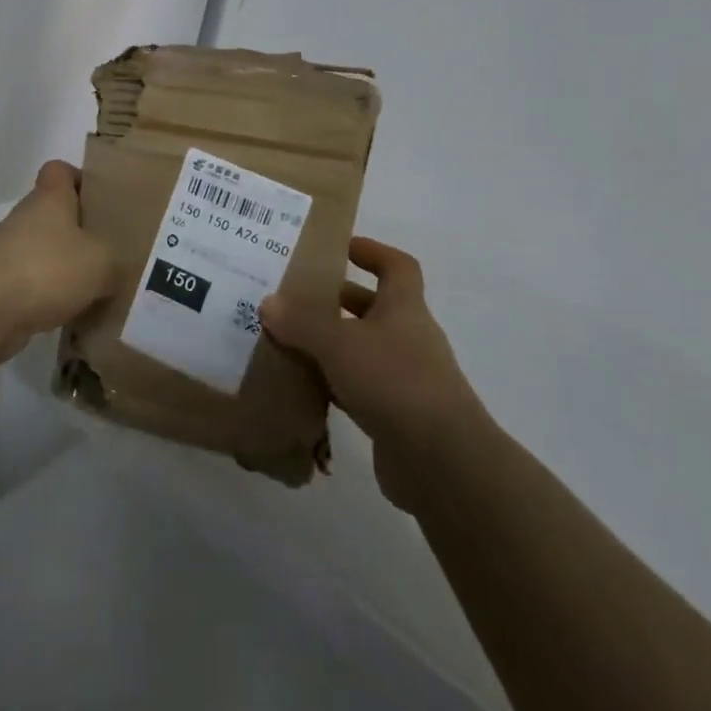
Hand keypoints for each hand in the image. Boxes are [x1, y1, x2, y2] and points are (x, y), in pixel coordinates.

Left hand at [0, 161, 115, 360]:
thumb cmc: (47, 269)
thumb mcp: (101, 263)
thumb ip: (115, 262)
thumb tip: (115, 270)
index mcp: (50, 198)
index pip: (60, 170)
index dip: (80, 179)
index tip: (101, 200)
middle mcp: (26, 217)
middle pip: (54, 213)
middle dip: (80, 231)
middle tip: (110, 250)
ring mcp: (8, 251)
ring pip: (43, 250)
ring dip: (64, 266)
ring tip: (97, 287)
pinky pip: (32, 283)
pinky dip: (49, 295)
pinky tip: (72, 314)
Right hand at [261, 238, 485, 511]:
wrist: (442, 462)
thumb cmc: (395, 382)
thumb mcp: (339, 344)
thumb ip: (302, 323)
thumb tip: (268, 302)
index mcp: (404, 308)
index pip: (397, 267)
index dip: (373, 252)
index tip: (342, 248)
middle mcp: (410, 338)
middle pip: (376, 308)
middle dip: (340, 300)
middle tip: (299, 296)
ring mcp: (407, 379)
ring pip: (366, 349)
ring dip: (334, 344)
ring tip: (291, 340)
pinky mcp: (398, 416)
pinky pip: (361, 388)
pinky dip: (336, 384)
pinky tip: (305, 387)